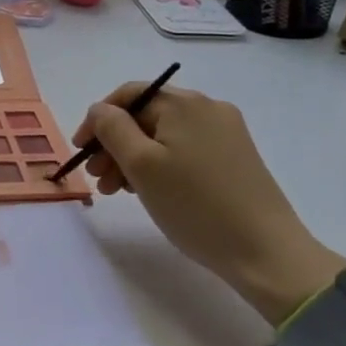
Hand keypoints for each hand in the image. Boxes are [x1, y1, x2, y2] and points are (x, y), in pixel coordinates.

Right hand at [74, 84, 345, 323]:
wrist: (264, 251)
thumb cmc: (194, 204)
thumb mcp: (141, 165)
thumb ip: (112, 129)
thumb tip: (100, 110)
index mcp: (184, 104)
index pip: (129, 95)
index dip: (98, 119)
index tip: (81, 151)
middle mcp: (208, 109)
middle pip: (146, 116)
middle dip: (114, 144)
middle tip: (98, 179)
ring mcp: (225, 133)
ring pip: (163, 136)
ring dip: (133, 159)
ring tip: (118, 192)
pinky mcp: (234, 158)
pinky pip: (183, 151)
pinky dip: (159, 166)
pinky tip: (149, 192)